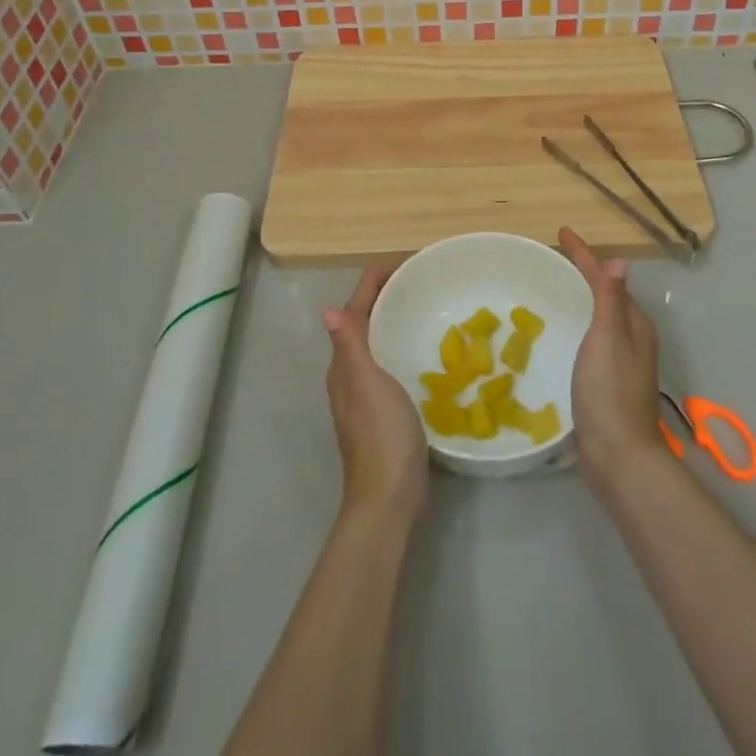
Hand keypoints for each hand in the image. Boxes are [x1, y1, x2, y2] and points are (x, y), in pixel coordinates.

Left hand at [322, 264, 427, 522]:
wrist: (388, 496)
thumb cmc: (382, 434)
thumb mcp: (367, 384)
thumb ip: (351, 346)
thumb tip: (328, 310)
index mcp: (345, 361)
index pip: (358, 306)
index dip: (378, 278)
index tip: (409, 260)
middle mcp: (350, 371)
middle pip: (366, 318)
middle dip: (388, 292)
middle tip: (423, 277)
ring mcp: (365, 391)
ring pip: (377, 339)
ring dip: (395, 316)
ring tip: (426, 302)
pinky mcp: (382, 407)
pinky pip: (390, 360)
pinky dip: (403, 342)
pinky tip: (426, 348)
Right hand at [560, 227, 667, 493]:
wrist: (619, 456)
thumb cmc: (610, 392)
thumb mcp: (607, 338)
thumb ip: (610, 300)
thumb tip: (619, 261)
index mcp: (633, 323)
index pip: (605, 278)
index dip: (584, 255)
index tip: (562, 232)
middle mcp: (631, 337)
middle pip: (606, 294)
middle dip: (584, 273)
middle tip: (555, 257)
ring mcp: (621, 361)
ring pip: (600, 317)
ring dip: (581, 298)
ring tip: (556, 287)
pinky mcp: (607, 381)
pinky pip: (591, 338)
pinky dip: (578, 323)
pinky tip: (561, 332)